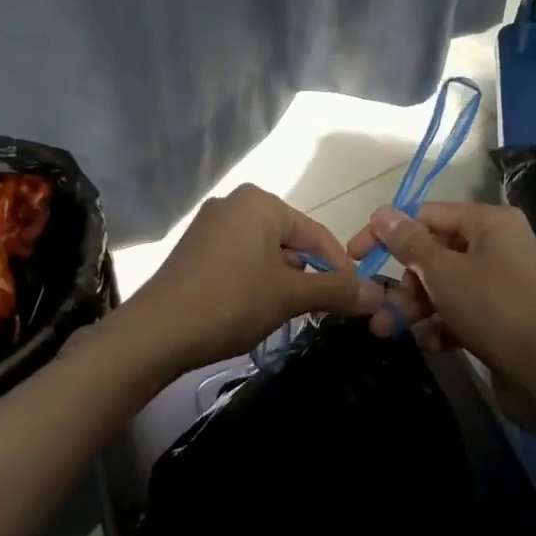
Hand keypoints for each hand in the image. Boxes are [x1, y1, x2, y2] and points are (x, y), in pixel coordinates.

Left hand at [116, 184, 384, 374]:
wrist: (156, 333)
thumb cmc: (231, 302)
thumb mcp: (289, 296)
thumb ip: (337, 290)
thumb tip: (380, 295)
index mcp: (259, 202)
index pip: (316, 233)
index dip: (341, 268)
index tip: (359, 298)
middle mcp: (234, 204)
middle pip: (291, 241)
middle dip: (311, 276)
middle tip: (327, 311)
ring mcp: (210, 226)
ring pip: (266, 253)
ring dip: (285, 282)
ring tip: (294, 314)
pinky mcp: (195, 251)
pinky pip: (242, 260)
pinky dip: (258, 282)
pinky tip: (260, 309)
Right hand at [345, 201, 535, 378]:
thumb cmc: (491, 307)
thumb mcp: (442, 271)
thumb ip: (408, 242)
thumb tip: (382, 213)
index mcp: (489, 222)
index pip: (426, 215)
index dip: (388, 233)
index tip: (356, 256)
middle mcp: (499, 246)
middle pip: (435, 254)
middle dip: (403, 283)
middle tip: (379, 309)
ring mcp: (503, 283)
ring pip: (445, 286)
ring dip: (415, 307)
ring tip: (388, 331)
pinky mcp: (504, 317)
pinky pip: (463, 312)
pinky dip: (442, 324)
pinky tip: (430, 343)